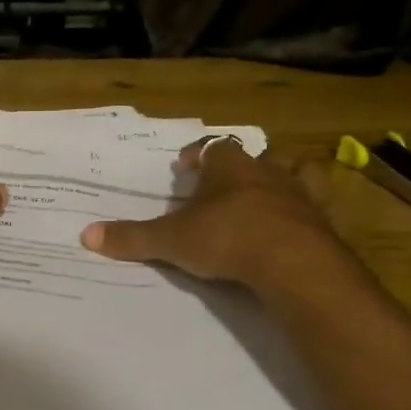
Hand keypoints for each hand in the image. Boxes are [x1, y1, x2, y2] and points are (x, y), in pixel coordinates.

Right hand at [80, 137, 343, 287]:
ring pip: (295, 171)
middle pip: (255, 155)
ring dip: (282, 177)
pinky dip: (309, 210)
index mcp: (229, 166)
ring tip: (269, 191)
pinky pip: (319, 206)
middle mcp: (266, 171)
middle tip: (225, 181)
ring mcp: (300, 194)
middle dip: (240, 165)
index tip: (186, 165)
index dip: (198, 155)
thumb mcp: (171, 240)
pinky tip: (301, 222)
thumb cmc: (227, 237)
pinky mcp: (324, 221)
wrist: (293, 262)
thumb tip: (86, 235)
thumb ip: (132, 237)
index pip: (212, 147)